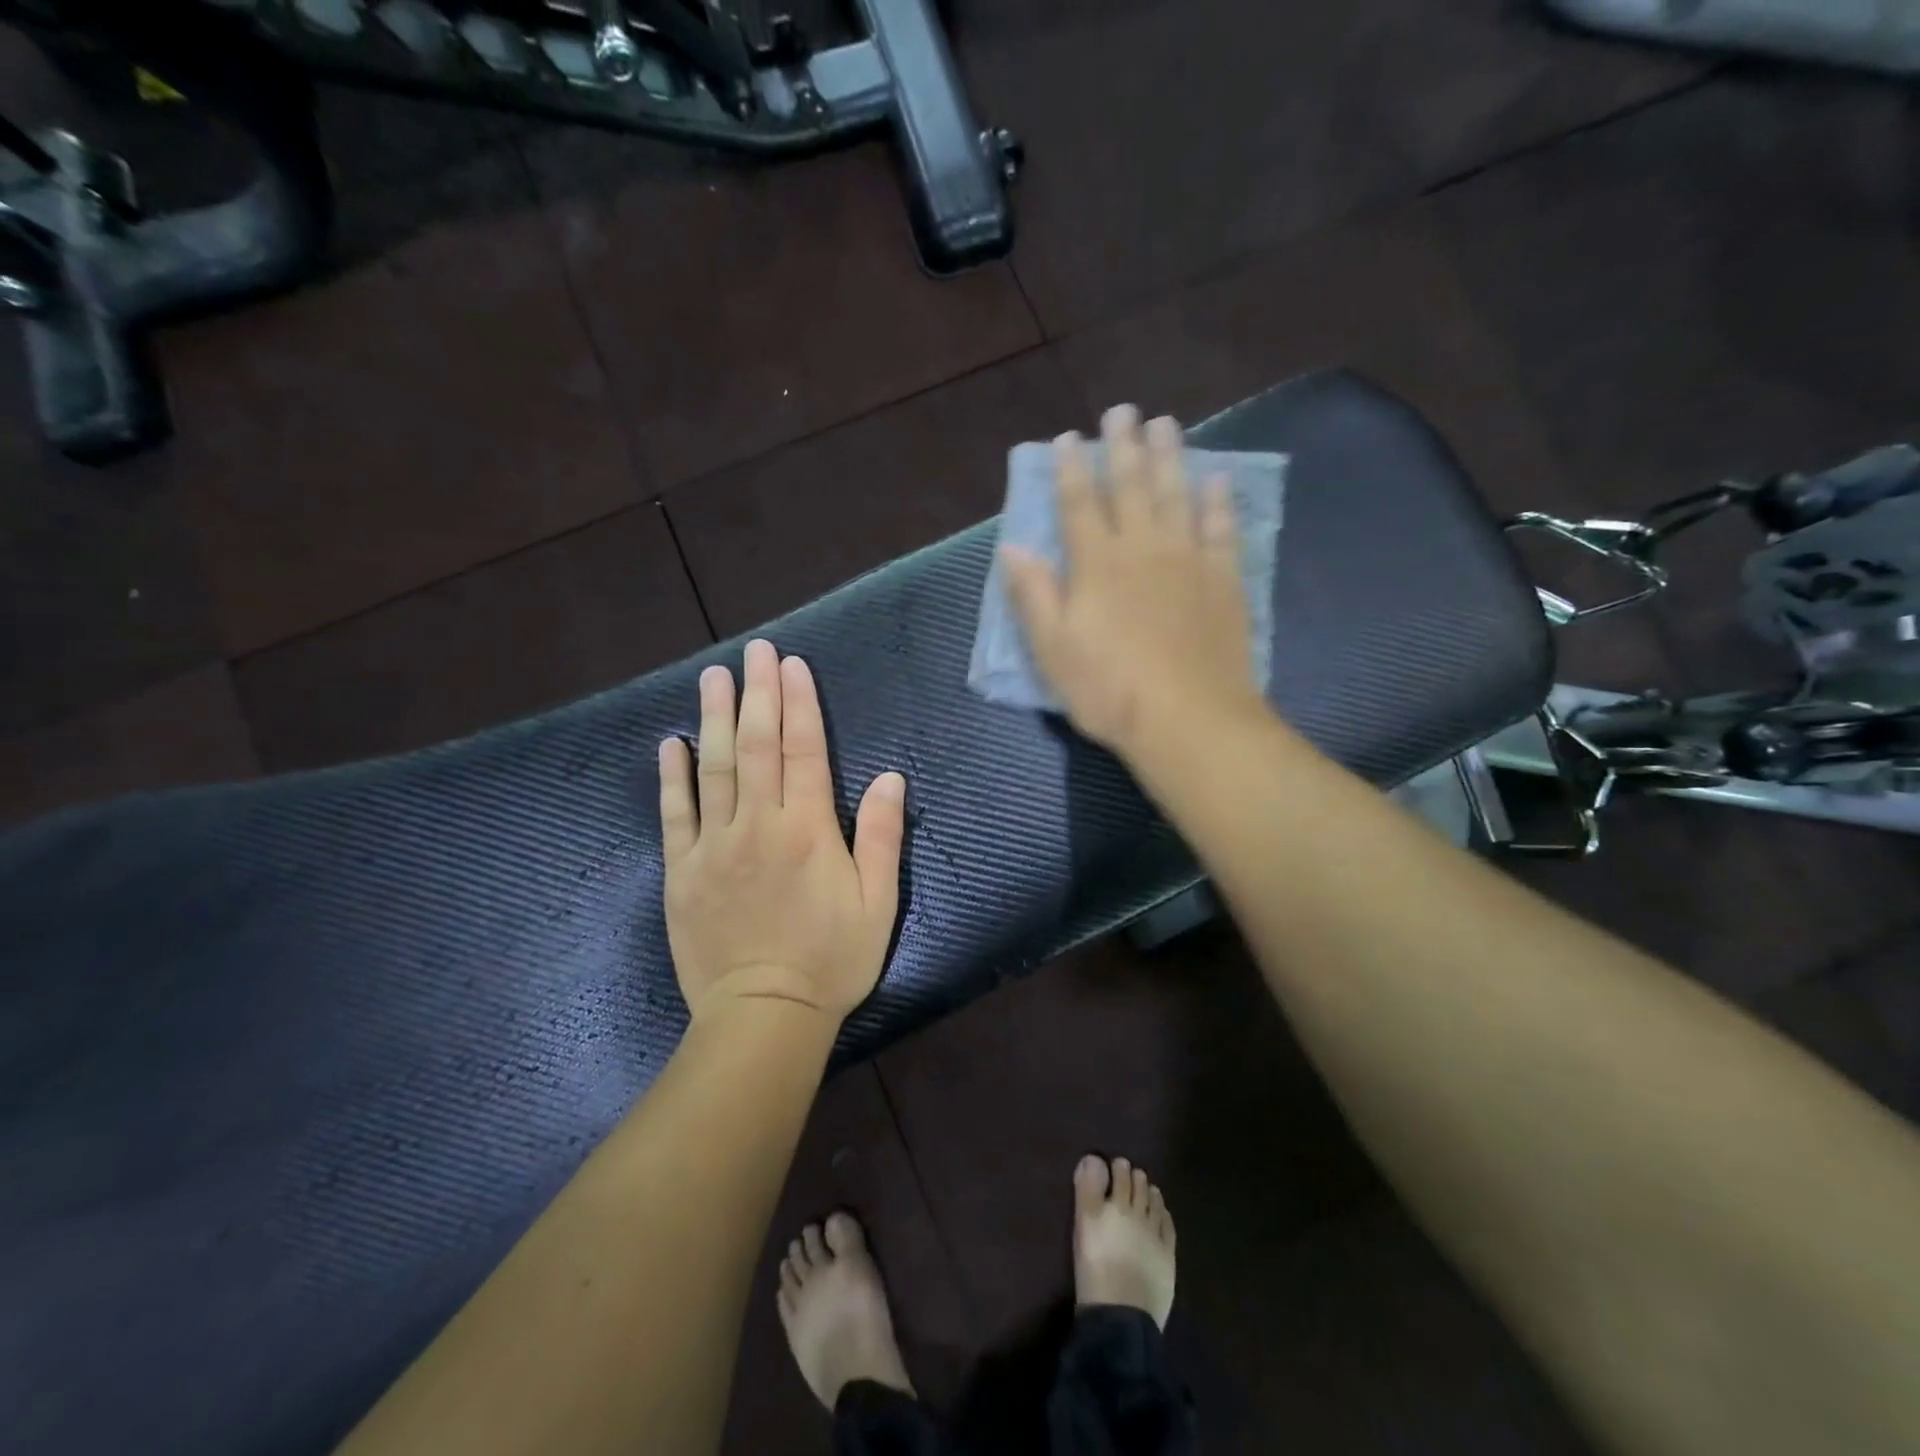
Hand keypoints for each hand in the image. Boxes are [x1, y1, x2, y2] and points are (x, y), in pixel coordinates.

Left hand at [659, 639, 905, 1025]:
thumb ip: (881, 836)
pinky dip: (672, 777)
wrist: (763, 1016)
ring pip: (715, 769)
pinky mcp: (681, 872)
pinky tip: (671, 744)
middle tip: (754, 652)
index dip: (799, 704)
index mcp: (807, 830)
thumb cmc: (831, 959)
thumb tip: (889, 777)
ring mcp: (713, 846)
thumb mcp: (877, 902)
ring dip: (716, 719)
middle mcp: (757, 826)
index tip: (792, 665)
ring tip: (713, 677)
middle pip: (757, 746)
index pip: (803, 751)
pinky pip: (674, 815)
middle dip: (758, 694)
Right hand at [1001, 404, 1264, 758]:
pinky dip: (1219, 502)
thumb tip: (1012, 548)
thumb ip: (1033, 594)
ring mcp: (1188, 560)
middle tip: (1123, 410)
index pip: (1078, 504)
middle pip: (1131, 486)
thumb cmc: (1109, 689)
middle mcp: (1142, 548)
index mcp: (1096, 564)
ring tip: (1166, 424)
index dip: (1071, 469)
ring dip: (1170, 457)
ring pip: (1177, 496)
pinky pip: (1222, 530)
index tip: (1069, 438)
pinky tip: (1218, 481)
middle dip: (1124, 447)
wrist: (1187, 719)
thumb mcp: (1053, 649)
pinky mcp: (1223, 581)